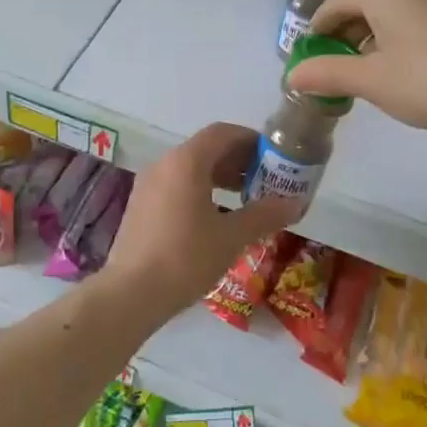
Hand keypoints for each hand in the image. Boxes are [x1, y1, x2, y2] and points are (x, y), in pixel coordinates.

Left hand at [102, 123, 301, 319]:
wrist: (131, 293)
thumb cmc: (186, 258)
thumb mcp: (232, 237)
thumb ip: (264, 215)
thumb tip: (295, 203)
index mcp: (185, 162)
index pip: (222, 133)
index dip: (251, 140)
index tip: (274, 157)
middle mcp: (163, 164)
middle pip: (205, 149)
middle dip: (237, 161)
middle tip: (265, 180)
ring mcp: (148, 185)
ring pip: (189, 168)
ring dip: (219, 177)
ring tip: (245, 199)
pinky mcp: (140, 206)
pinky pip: (175, 185)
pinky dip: (200, 190)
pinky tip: (216, 218)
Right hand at [286, 0, 426, 136]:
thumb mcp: (371, 82)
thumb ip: (327, 74)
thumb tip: (293, 75)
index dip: (319, 26)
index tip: (312, 54)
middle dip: (347, 30)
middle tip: (339, 65)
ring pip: (397, 6)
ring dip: (375, 33)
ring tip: (372, 69)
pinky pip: (422, 13)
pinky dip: (403, 33)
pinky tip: (409, 65)